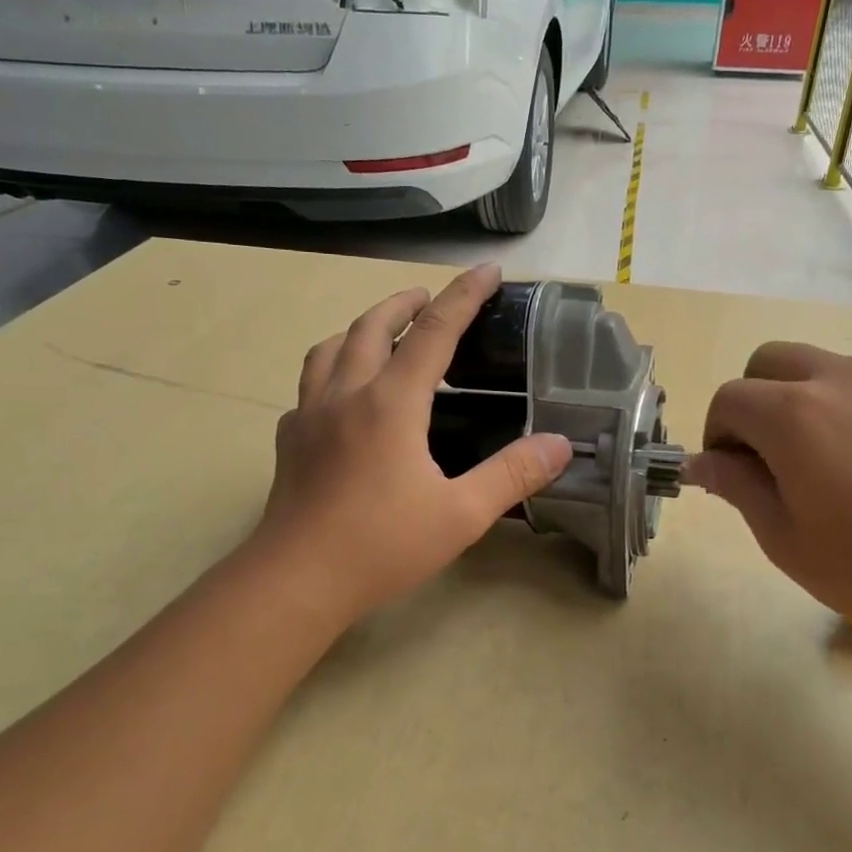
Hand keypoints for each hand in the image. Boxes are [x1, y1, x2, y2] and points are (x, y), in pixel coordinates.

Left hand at [250, 265, 571, 626]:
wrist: (296, 581)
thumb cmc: (382, 546)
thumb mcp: (461, 515)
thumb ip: (512, 475)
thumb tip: (560, 444)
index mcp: (391, 403)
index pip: (435, 331)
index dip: (465, 296)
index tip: (488, 271)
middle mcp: (347, 394)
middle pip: (373, 326)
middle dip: (406, 302)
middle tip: (429, 298)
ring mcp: (310, 414)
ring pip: (331, 347)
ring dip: (361, 328)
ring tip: (382, 332)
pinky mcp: (291, 439)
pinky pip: (310, 385)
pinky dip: (332, 370)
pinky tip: (342, 395)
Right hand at [686, 342, 851, 645]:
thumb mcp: (784, 537)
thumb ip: (736, 487)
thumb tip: (702, 462)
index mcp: (791, 413)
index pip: (727, 399)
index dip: (716, 437)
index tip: (731, 479)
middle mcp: (834, 381)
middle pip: (767, 363)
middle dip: (749, 403)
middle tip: (762, 462)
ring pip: (812, 368)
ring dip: (790, 402)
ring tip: (810, 468)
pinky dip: (831, 410)